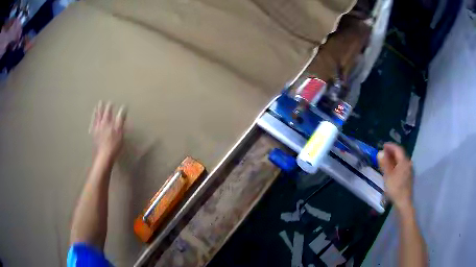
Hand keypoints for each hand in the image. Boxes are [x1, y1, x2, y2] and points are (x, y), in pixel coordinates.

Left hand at [89, 101, 126, 159]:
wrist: (104, 156)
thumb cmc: (114, 144)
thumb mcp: (120, 131)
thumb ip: (121, 119)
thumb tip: (124, 107)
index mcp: (107, 122)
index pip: (108, 112)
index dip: (109, 107)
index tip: (110, 102)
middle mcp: (100, 124)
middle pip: (100, 114)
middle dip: (100, 108)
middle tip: (100, 102)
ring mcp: (95, 131)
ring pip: (95, 120)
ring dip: (95, 114)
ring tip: (95, 109)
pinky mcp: (93, 138)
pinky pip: (91, 128)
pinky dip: (91, 124)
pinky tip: (91, 124)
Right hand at [377, 143, 413, 211]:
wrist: (403, 202)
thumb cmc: (395, 188)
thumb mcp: (387, 176)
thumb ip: (384, 163)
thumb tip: (380, 152)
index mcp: (404, 161)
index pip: (397, 149)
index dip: (390, 146)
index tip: (383, 145)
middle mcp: (408, 163)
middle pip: (400, 154)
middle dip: (392, 152)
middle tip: (384, 153)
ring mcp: (409, 170)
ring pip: (401, 160)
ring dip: (394, 158)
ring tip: (386, 161)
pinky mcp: (409, 176)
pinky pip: (402, 166)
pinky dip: (397, 164)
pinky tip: (392, 169)